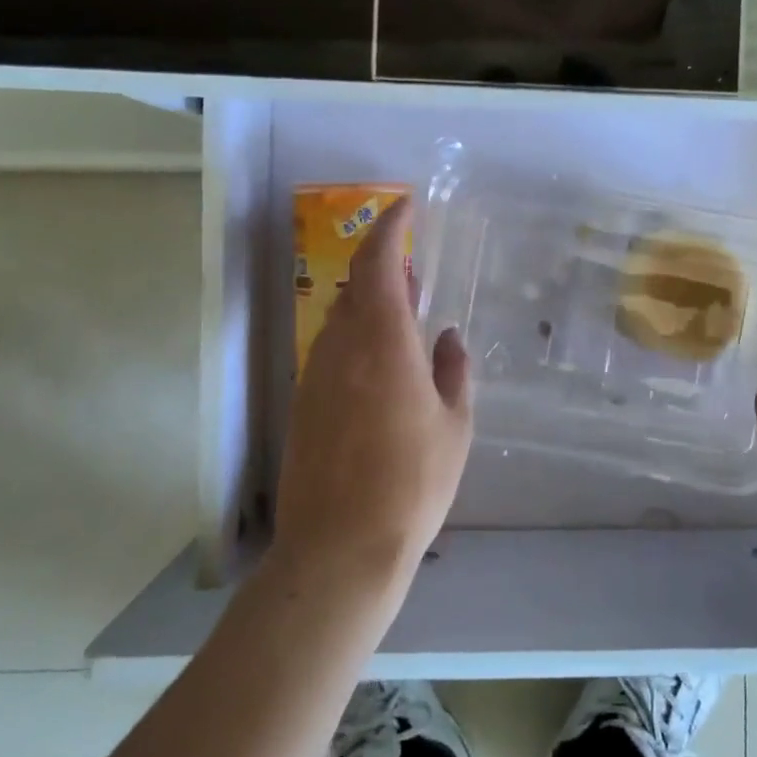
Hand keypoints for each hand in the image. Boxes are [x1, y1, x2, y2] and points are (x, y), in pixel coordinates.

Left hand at [274, 198, 472, 591]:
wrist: (339, 550)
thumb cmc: (412, 484)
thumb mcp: (454, 426)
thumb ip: (453, 371)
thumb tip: (447, 336)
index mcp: (383, 342)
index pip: (379, 263)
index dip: (390, 227)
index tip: (405, 206)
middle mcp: (341, 348)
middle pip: (355, 287)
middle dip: (382, 267)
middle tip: (413, 268)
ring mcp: (315, 377)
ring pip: (340, 320)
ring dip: (368, 305)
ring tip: (400, 316)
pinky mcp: (302, 405)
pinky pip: (331, 352)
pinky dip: (355, 340)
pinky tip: (379, 367)